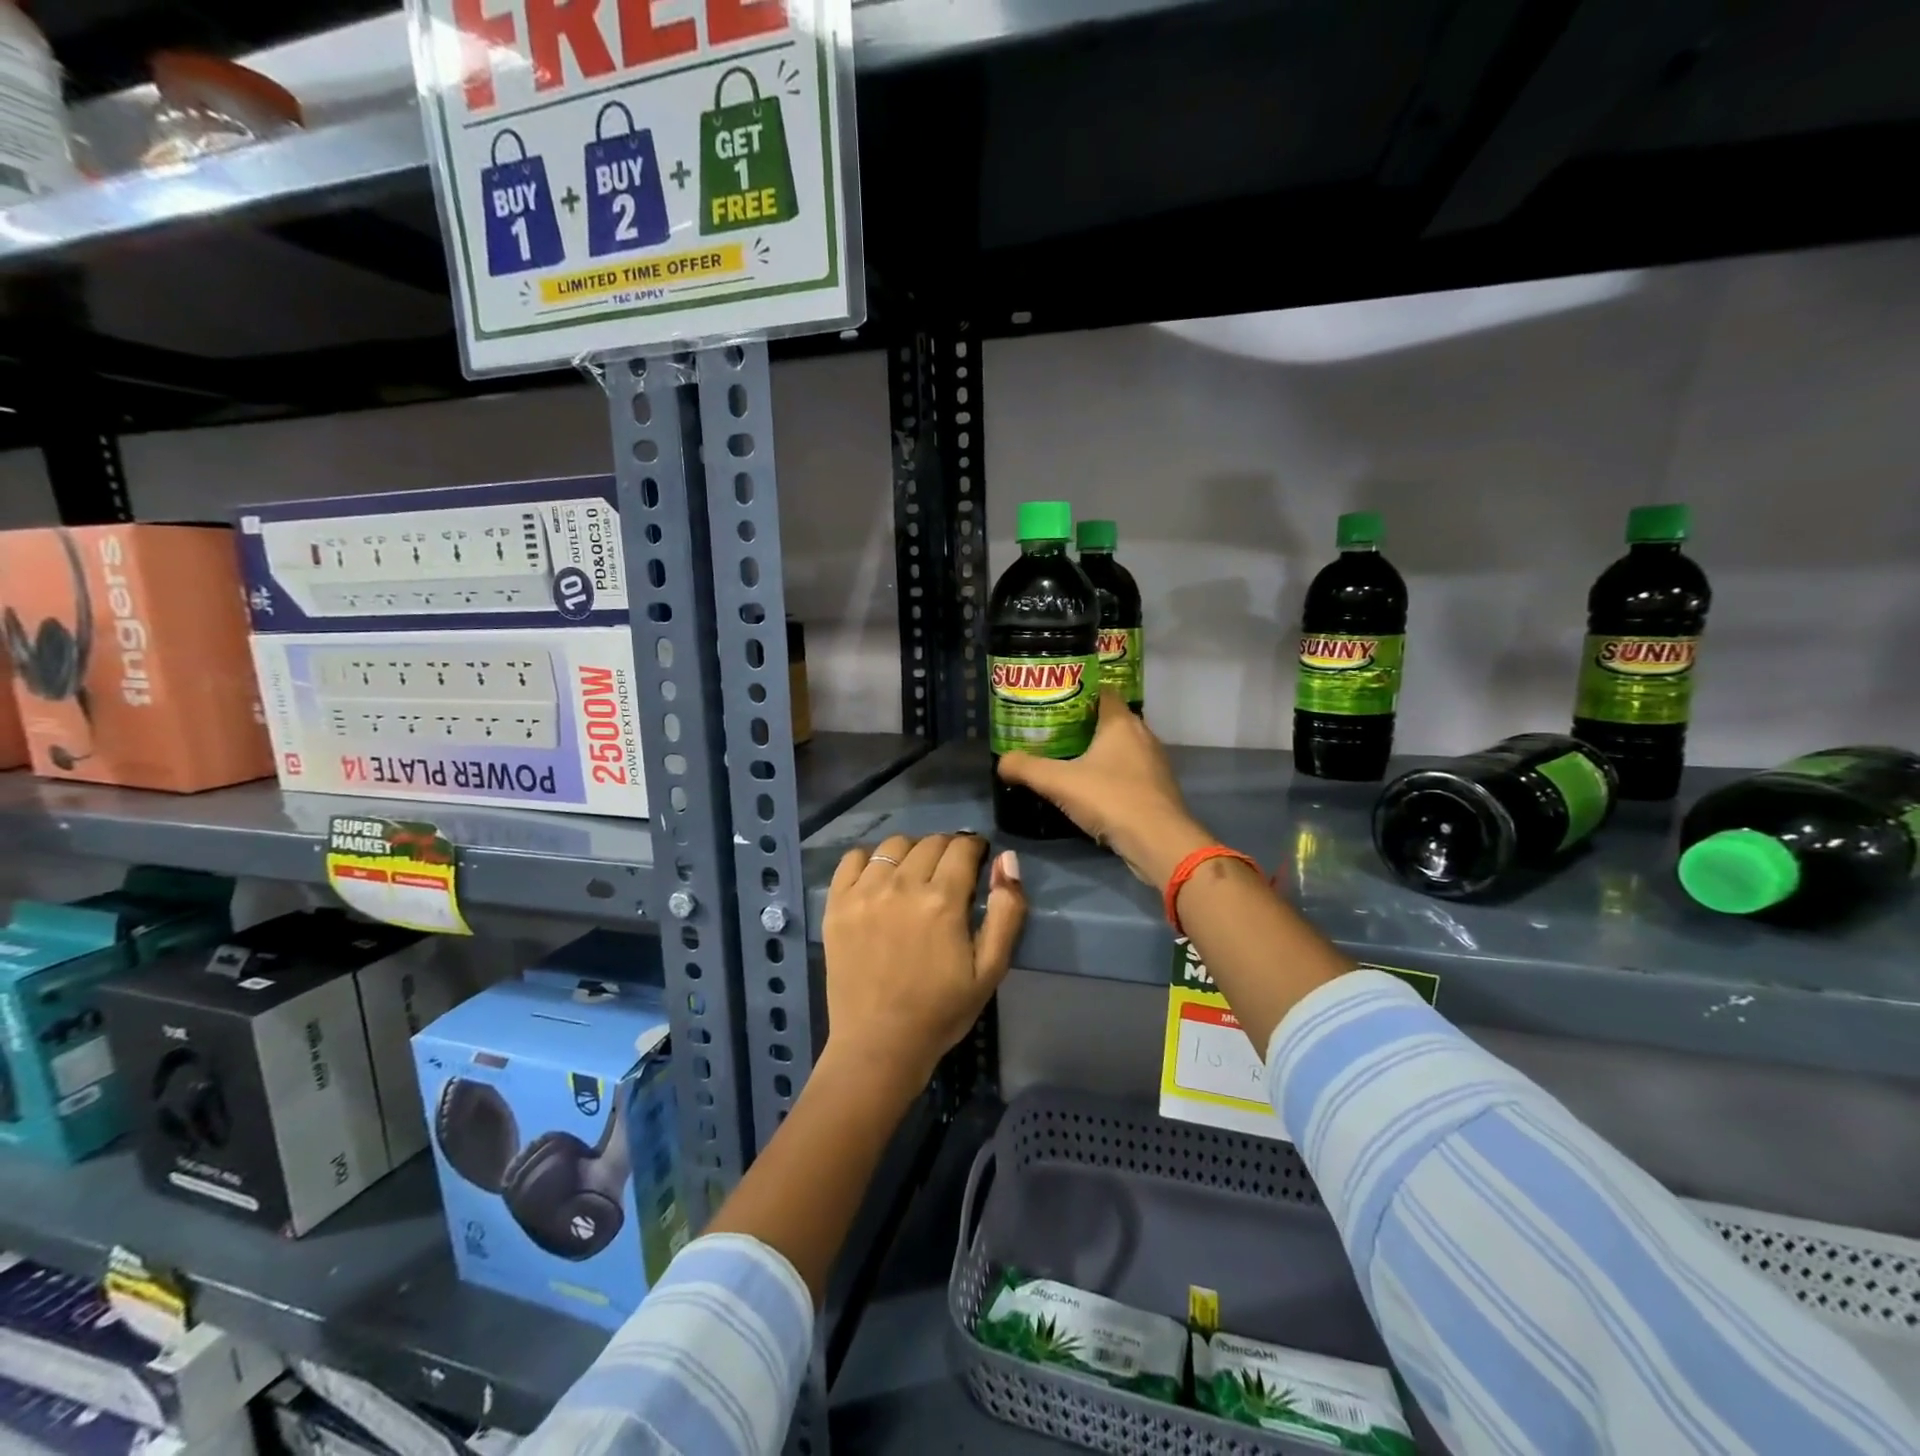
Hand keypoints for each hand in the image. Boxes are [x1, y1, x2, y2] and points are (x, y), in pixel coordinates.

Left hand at [821, 833, 1025, 1095]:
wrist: (879, 1045)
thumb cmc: (941, 1011)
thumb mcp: (990, 969)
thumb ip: (1006, 911)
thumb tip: (1007, 859)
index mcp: (942, 900)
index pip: (962, 847)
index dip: (975, 849)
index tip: (976, 862)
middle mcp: (902, 886)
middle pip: (930, 842)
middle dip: (947, 849)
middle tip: (949, 874)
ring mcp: (864, 893)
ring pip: (893, 844)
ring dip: (911, 852)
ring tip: (915, 875)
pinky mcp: (837, 904)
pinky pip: (853, 859)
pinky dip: (871, 859)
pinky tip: (879, 879)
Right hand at [998, 690, 1214, 889]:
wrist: (1158, 842)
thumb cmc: (1110, 798)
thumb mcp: (1058, 782)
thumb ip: (1026, 768)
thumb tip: (1001, 761)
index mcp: (1121, 722)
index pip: (1101, 691)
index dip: (1077, 692)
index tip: (1052, 701)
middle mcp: (1142, 734)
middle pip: (1109, 719)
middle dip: (1081, 723)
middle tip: (1051, 731)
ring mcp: (1153, 762)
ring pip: (1120, 747)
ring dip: (1097, 751)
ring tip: (1066, 758)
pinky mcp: (1157, 788)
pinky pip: (1128, 771)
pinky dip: (1110, 774)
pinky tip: (1090, 788)